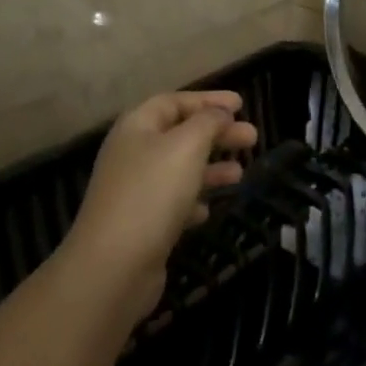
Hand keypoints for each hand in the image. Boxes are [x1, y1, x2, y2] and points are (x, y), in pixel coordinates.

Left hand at [63, 91, 256, 321]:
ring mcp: (134, 191)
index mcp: (136, 127)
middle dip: (217, 134)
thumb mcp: (187, 146)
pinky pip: (172, 202)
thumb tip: (220, 113)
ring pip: (179, 169)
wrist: (113, 266)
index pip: (175, 102)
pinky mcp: (140, 224)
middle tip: (252, 138)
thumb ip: (208, 122)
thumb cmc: (152, 193)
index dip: (208, 100)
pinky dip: (193, 200)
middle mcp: (132, 154)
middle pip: (180, 134)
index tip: (241, 104)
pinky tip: (208, 210)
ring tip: (240, 174)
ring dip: (210, 167)